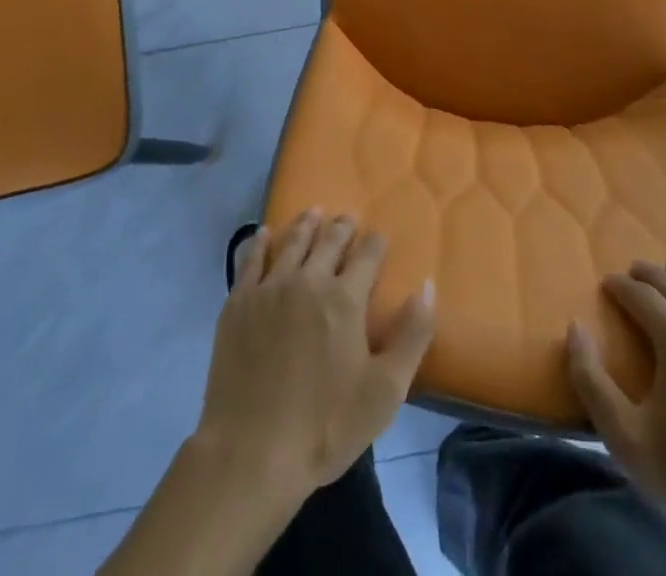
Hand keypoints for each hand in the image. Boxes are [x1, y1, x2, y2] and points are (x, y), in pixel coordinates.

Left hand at [195, 211, 435, 498]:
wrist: (251, 452)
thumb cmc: (325, 427)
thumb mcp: (385, 391)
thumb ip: (412, 335)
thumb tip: (427, 285)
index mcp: (346, 298)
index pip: (367, 254)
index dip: (375, 242)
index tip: (379, 236)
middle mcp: (309, 280)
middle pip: (329, 241)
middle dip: (342, 227)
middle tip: (346, 217)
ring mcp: (270, 288)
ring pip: (292, 242)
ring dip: (306, 225)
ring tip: (314, 213)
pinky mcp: (239, 303)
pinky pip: (251, 259)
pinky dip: (261, 241)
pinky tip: (265, 233)